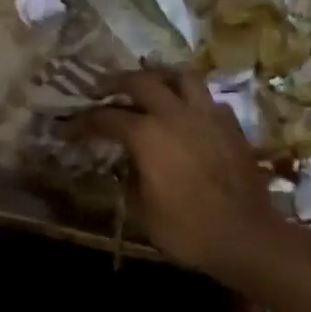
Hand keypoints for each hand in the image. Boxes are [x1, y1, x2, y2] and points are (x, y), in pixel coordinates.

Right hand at [79, 69, 282, 276]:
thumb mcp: (142, 210)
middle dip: (116, 82)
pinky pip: (207, 99)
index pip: (105, 118)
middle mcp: (175, 114)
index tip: (66, 127)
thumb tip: (129, 162)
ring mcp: (207, 115)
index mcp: (147, 135)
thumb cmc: (186, 229)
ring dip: (159, 76)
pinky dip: (190, 98)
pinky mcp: (231, 125)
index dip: (81, 122)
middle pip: (141, 81)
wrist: (244, 235)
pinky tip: (186, 112)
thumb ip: (130, 178)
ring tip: (149, 84)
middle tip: (101, 88)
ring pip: (181, 77)